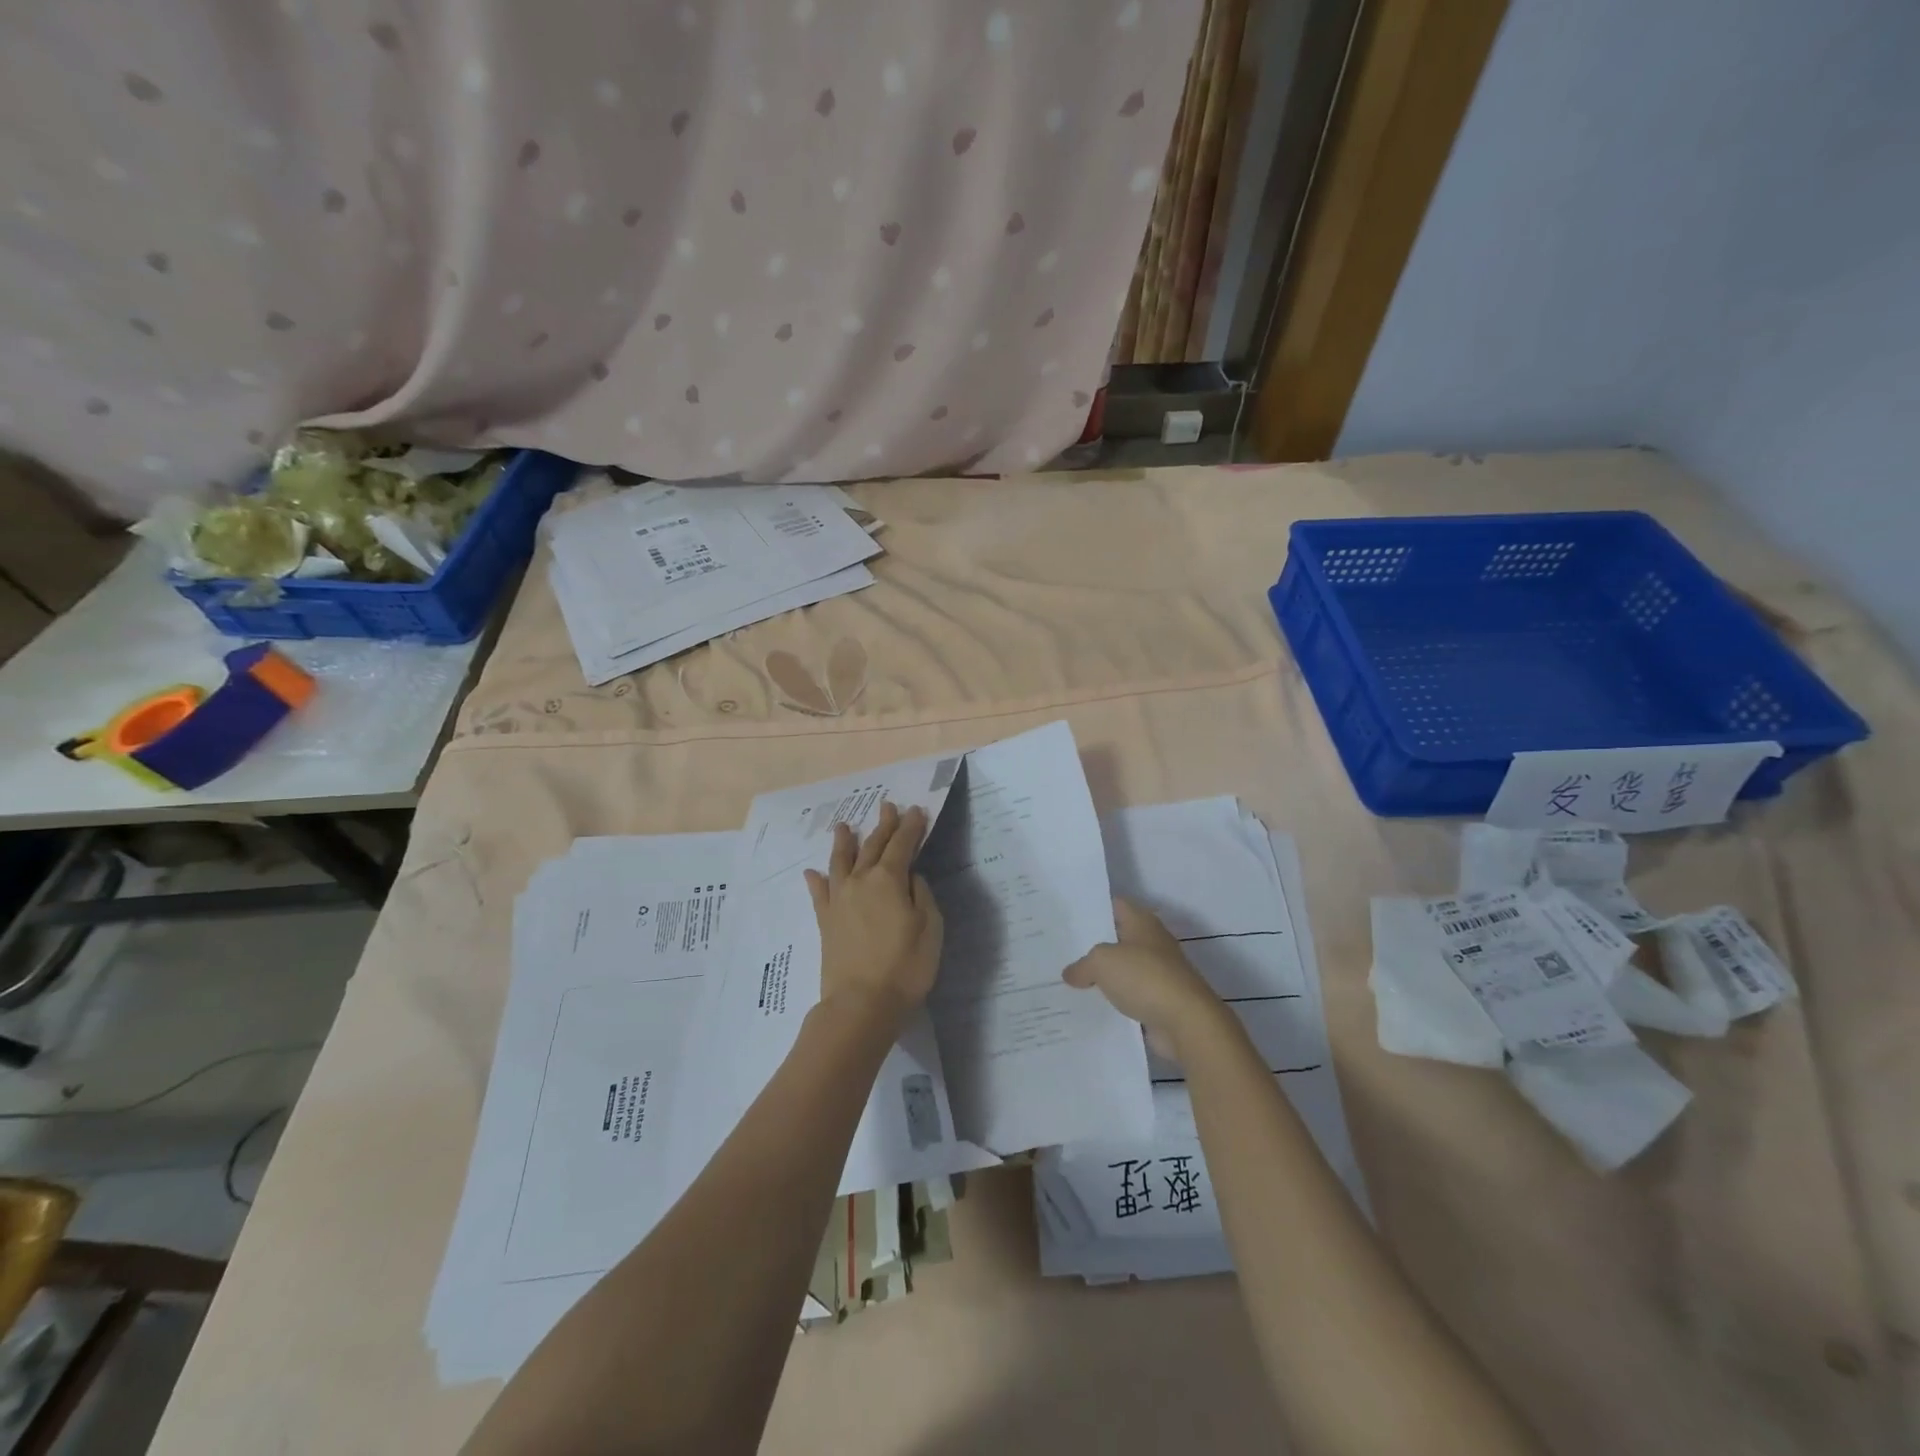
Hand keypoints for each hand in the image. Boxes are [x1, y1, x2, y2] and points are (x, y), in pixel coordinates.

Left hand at [805, 802, 942, 1031]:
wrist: (861, 1004)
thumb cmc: (906, 966)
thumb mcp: (930, 927)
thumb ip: (922, 895)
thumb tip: (911, 876)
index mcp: (889, 879)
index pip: (902, 844)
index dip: (911, 826)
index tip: (916, 810)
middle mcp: (860, 881)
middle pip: (872, 846)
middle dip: (883, 826)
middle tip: (887, 807)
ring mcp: (839, 900)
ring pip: (841, 862)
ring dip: (845, 842)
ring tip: (844, 826)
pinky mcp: (826, 921)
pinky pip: (819, 893)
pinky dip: (816, 880)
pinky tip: (812, 872)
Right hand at [1062, 898, 1232, 1059]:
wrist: (1187, 1022)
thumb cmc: (1144, 978)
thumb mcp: (1102, 962)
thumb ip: (1082, 965)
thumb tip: (1071, 973)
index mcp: (1142, 922)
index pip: (1114, 905)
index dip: (1092, 908)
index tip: (1068, 916)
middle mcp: (1152, 943)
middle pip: (1118, 938)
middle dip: (1093, 944)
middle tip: (1062, 950)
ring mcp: (1159, 973)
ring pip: (1123, 969)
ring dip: (1103, 976)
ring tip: (1070, 980)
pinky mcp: (1161, 1001)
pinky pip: (1131, 996)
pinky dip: (1115, 1000)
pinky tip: (1091, 1006)